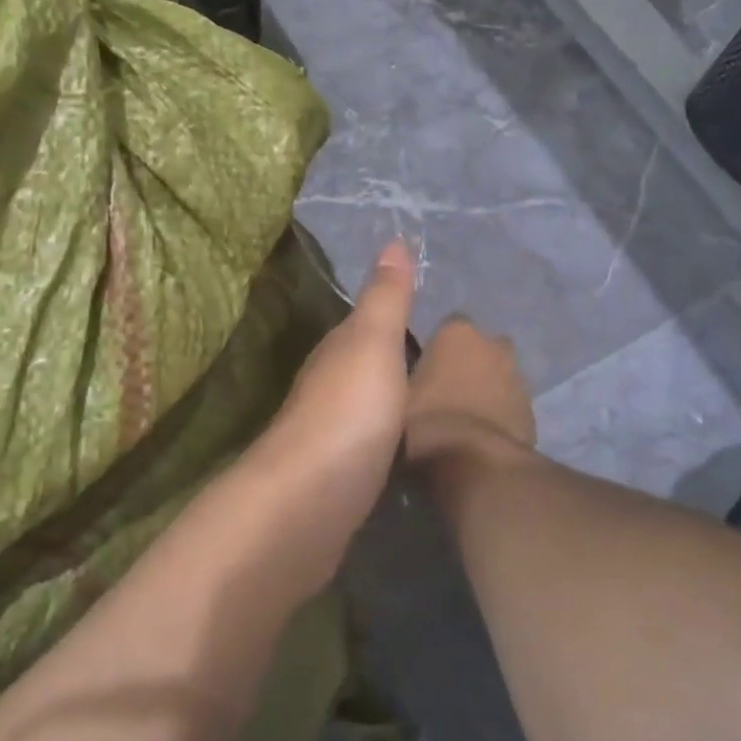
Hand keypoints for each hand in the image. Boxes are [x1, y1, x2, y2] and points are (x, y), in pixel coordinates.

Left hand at [249, 240, 416, 576]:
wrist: (310, 501)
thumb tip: (393, 240)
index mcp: (334, 354)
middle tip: (430, 361)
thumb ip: (385, 297)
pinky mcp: (333, 480)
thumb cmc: (348, 411)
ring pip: (359, 408)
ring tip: (420, 402)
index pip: (360, 327)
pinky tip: (397, 449)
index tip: (419, 319)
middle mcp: (324, 390)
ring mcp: (325, 438)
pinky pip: (364, 447)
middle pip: (357, 368)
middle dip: (386, 362)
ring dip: (383, 402)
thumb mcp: (373, 342)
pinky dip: (381, 439)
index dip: (386, 320)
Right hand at [405, 316, 535, 465]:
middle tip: (445, 390)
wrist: (477, 466)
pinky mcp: (532, 411)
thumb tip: (399, 378)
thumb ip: (403, 378)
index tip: (425, 367)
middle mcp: (493, 345)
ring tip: (463, 418)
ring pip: (500, 376)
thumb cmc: (427, 422)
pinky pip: (511, 405)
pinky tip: (481, 437)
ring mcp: (518, 377)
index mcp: (457, 333)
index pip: (448, 325)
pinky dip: (500, 415)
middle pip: (480, 348)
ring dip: (486, 389)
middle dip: (468, 362)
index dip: (437, 347)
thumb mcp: (395, 398)